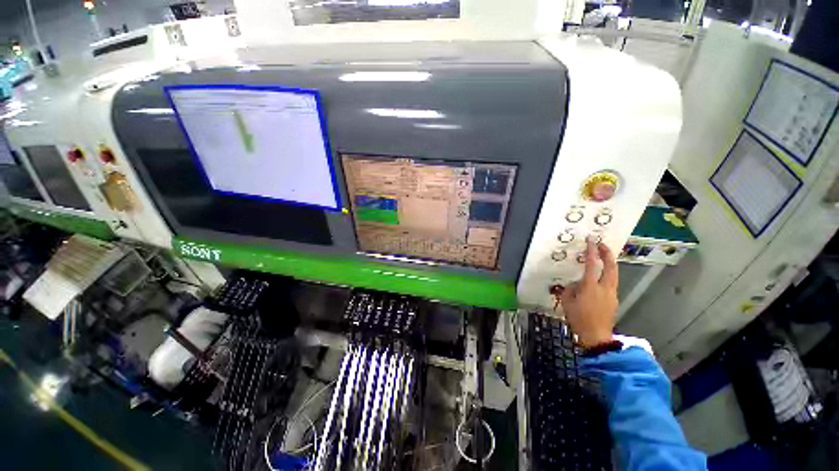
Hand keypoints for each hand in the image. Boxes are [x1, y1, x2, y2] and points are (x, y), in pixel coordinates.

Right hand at [556, 238, 618, 347]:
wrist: (596, 337)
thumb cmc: (578, 318)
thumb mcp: (567, 301)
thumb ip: (570, 289)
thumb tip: (575, 283)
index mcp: (590, 287)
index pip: (591, 264)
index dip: (592, 251)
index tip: (591, 240)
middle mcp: (604, 288)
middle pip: (611, 267)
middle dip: (607, 254)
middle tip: (603, 244)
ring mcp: (612, 294)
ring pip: (613, 275)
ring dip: (609, 264)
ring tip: (603, 259)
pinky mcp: (614, 300)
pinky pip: (611, 284)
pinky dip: (606, 276)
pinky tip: (598, 280)